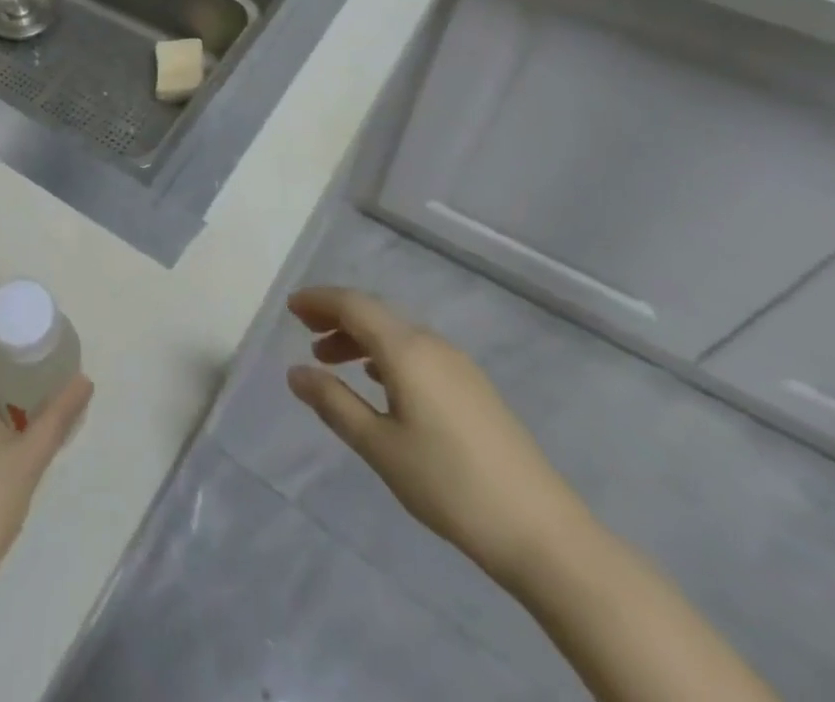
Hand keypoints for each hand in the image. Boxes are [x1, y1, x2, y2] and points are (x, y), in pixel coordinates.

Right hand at [285, 286, 591, 584]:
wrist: (544, 534)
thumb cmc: (449, 485)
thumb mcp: (380, 447)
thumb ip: (334, 403)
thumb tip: (296, 373)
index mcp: (407, 350)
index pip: (353, 305)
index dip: (319, 301)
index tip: (290, 308)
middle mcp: (433, 344)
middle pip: (375, 313)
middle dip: (336, 316)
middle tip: (304, 330)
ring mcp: (458, 365)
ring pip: (397, 333)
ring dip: (360, 337)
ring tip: (331, 360)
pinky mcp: (474, 389)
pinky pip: (417, 351)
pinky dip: (386, 354)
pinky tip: (379, 382)